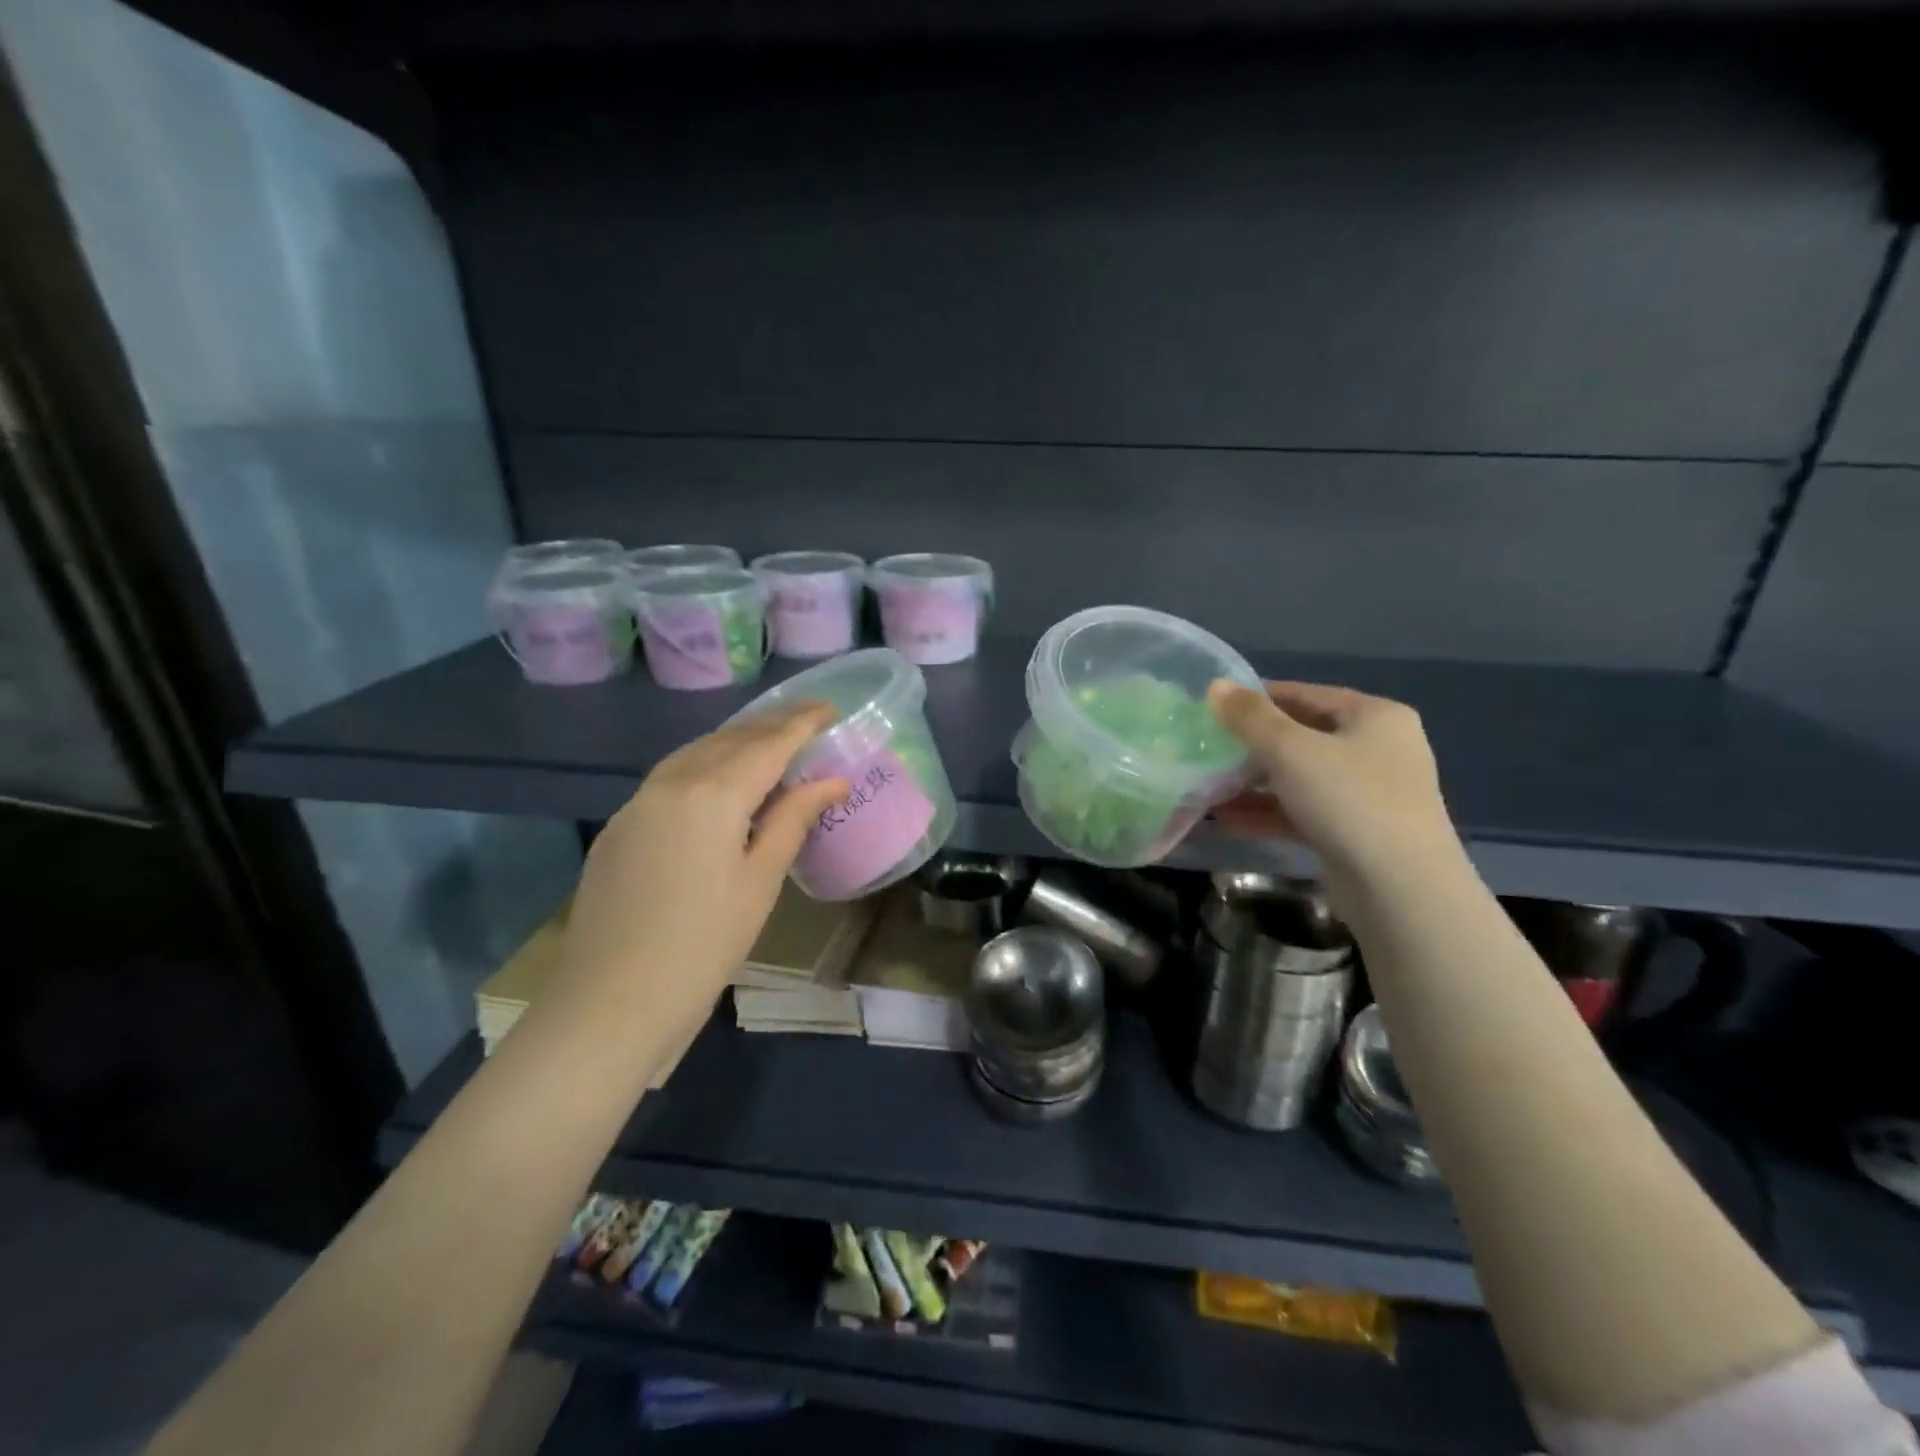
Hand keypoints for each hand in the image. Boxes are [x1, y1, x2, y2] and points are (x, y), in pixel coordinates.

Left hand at [545, 703, 849, 1043]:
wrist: (610, 1001)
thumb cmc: (704, 944)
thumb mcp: (761, 880)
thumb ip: (794, 819)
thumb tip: (833, 780)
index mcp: (713, 794)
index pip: (768, 743)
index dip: (801, 723)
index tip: (829, 707)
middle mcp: (671, 783)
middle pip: (729, 739)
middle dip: (770, 725)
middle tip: (806, 720)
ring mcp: (638, 802)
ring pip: (695, 753)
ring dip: (735, 741)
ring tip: (768, 742)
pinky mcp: (620, 826)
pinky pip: (670, 777)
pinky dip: (704, 764)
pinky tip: (718, 781)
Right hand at [1206, 680, 1456, 878]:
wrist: (1401, 890)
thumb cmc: (1349, 800)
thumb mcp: (1291, 750)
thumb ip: (1250, 717)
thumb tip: (1215, 686)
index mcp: (1375, 716)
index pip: (1306, 694)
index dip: (1258, 698)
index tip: (1214, 708)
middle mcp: (1378, 749)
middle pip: (1302, 737)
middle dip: (1252, 747)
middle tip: (1208, 750)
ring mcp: (1369, 794)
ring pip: (1300, 778)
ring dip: (1254, 784)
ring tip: (1208, 787)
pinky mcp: (1356, 833)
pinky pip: (1304, 812)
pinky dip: (1269, 813)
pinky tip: (1227, 819)